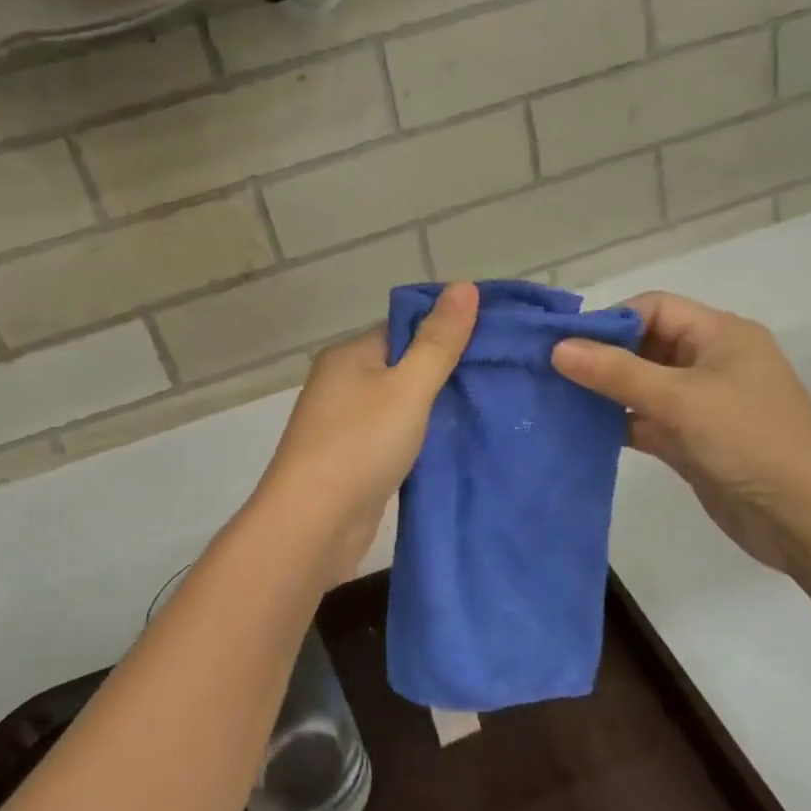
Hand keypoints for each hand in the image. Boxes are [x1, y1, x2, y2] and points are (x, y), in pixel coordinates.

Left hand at [255, 282, 478, 578]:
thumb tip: (464, 285)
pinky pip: (393, 436)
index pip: (404, 328)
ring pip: (399, 404)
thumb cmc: (360, 444)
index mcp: (350, 354)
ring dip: (434, 408)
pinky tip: (453, 443)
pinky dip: (420, 437)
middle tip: (498, 378)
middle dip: (445, 372)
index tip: (492, 342)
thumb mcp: (408, 387)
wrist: (313, 524)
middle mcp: (342, 382)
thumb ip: (438, 341)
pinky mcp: (352, 459)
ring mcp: (344, 423)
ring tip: (485, 409)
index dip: (446, 331)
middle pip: (402, 365)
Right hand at [551, 292, 810, 571]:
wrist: (802, 520)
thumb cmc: (747, 441)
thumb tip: (558, 348)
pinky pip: (646, 420)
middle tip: (551, 371)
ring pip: (643, 386)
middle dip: (602, 357)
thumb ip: (616, 372)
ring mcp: (702, 404)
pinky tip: (581, 430)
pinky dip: (618, 422)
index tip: (565, 344)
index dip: (611, 321)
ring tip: (557, 398)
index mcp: (721, 335)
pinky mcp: (693, 440)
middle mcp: (711, 362)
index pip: (655, 309)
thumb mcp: (679, 399)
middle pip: (646, 345)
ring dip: (605, 392)